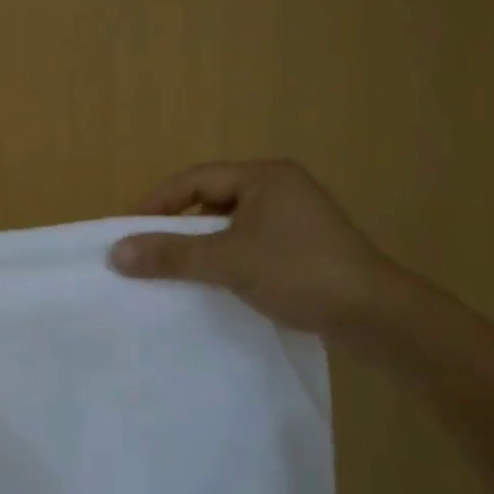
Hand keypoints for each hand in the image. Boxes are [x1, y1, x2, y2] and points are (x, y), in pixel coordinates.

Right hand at [108, 159, 402, 335]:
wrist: (378, 317)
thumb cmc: (299, 273)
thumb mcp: (227, 261)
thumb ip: (171, 254)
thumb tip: (115, 253)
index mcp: (264, 177)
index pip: (194, 180)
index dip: (156, 202)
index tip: (125, 228)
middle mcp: (280, 188)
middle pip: (211, 199)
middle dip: (176, 224)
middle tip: (144, 248)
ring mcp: (295, 218)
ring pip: (230, 224)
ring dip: (200, 244)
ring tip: (171, 267)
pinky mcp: (304, 247)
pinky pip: (249, 243)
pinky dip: (224, 257)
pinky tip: (212, 281)